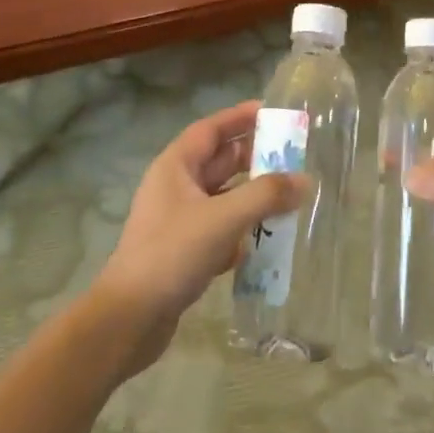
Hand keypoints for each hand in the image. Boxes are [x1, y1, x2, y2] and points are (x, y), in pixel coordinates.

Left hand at [91, 101, 304, 373]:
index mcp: (176, 167)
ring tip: (289, 197)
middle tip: (292, 157)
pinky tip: (266, 242)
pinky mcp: (184, 252)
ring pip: (223, 197)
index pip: (211, 129)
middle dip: (254, 158)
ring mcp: (178, 221)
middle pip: (220, 162)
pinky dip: (242, 231)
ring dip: (252, 197)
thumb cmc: (172, 254)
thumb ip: (266, 196)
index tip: (272, 112)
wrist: (129, 320)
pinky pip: (220, 229)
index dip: (240, 117)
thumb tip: (305, 180)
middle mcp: (176, 187)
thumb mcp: (223, 218)